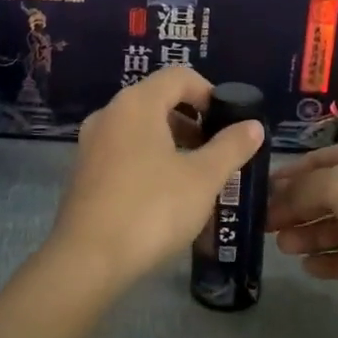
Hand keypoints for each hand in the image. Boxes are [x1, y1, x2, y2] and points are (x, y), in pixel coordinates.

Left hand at [49, 68, 265, 287]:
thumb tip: (253, 125)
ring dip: (171, 141)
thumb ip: (231, 146)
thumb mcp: (203, 178)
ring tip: (195, 173)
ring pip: (139, 126)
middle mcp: (109, 113)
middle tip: (216, 150)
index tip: (229, 121)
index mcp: (137, 103)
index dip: (209, 92)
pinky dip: (148, 157)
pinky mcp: (83, 171)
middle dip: (192, 120)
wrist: (88, 260)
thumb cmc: (152, 209)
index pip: (179, 77)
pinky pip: (123, 149)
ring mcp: (91, 142)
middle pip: (158, 99)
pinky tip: (164, 192)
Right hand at [269, 138, 337, 310]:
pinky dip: (331, 259)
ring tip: (285, 249)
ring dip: (310, 235)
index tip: (262, 192)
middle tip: (267, 226)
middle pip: (329, 194)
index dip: (291, 174)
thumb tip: (280, 197)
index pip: (323, 158)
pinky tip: (310, 267)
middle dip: (298, 209)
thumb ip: (305, 187)